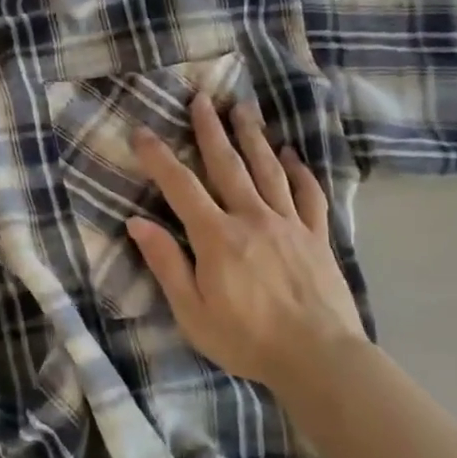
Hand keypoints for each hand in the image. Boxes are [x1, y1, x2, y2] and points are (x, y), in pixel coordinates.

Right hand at [127, 95, 366, 388]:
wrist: (320, 358)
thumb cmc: (247, 340)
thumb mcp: (192, 312)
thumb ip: (166, 264)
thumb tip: (136, 223)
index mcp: (217, 237)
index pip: (181, 187)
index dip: (159, 158)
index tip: (142, 131)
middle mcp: (252, 218)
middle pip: (228, 164)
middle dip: (211, 129)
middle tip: (202, 98)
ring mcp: (290, 224)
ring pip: (268, 169)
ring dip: (253, 136)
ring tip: (243, 108)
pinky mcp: (317, 236)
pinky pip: (308, 194)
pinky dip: (298, 171)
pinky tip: (290, 154)